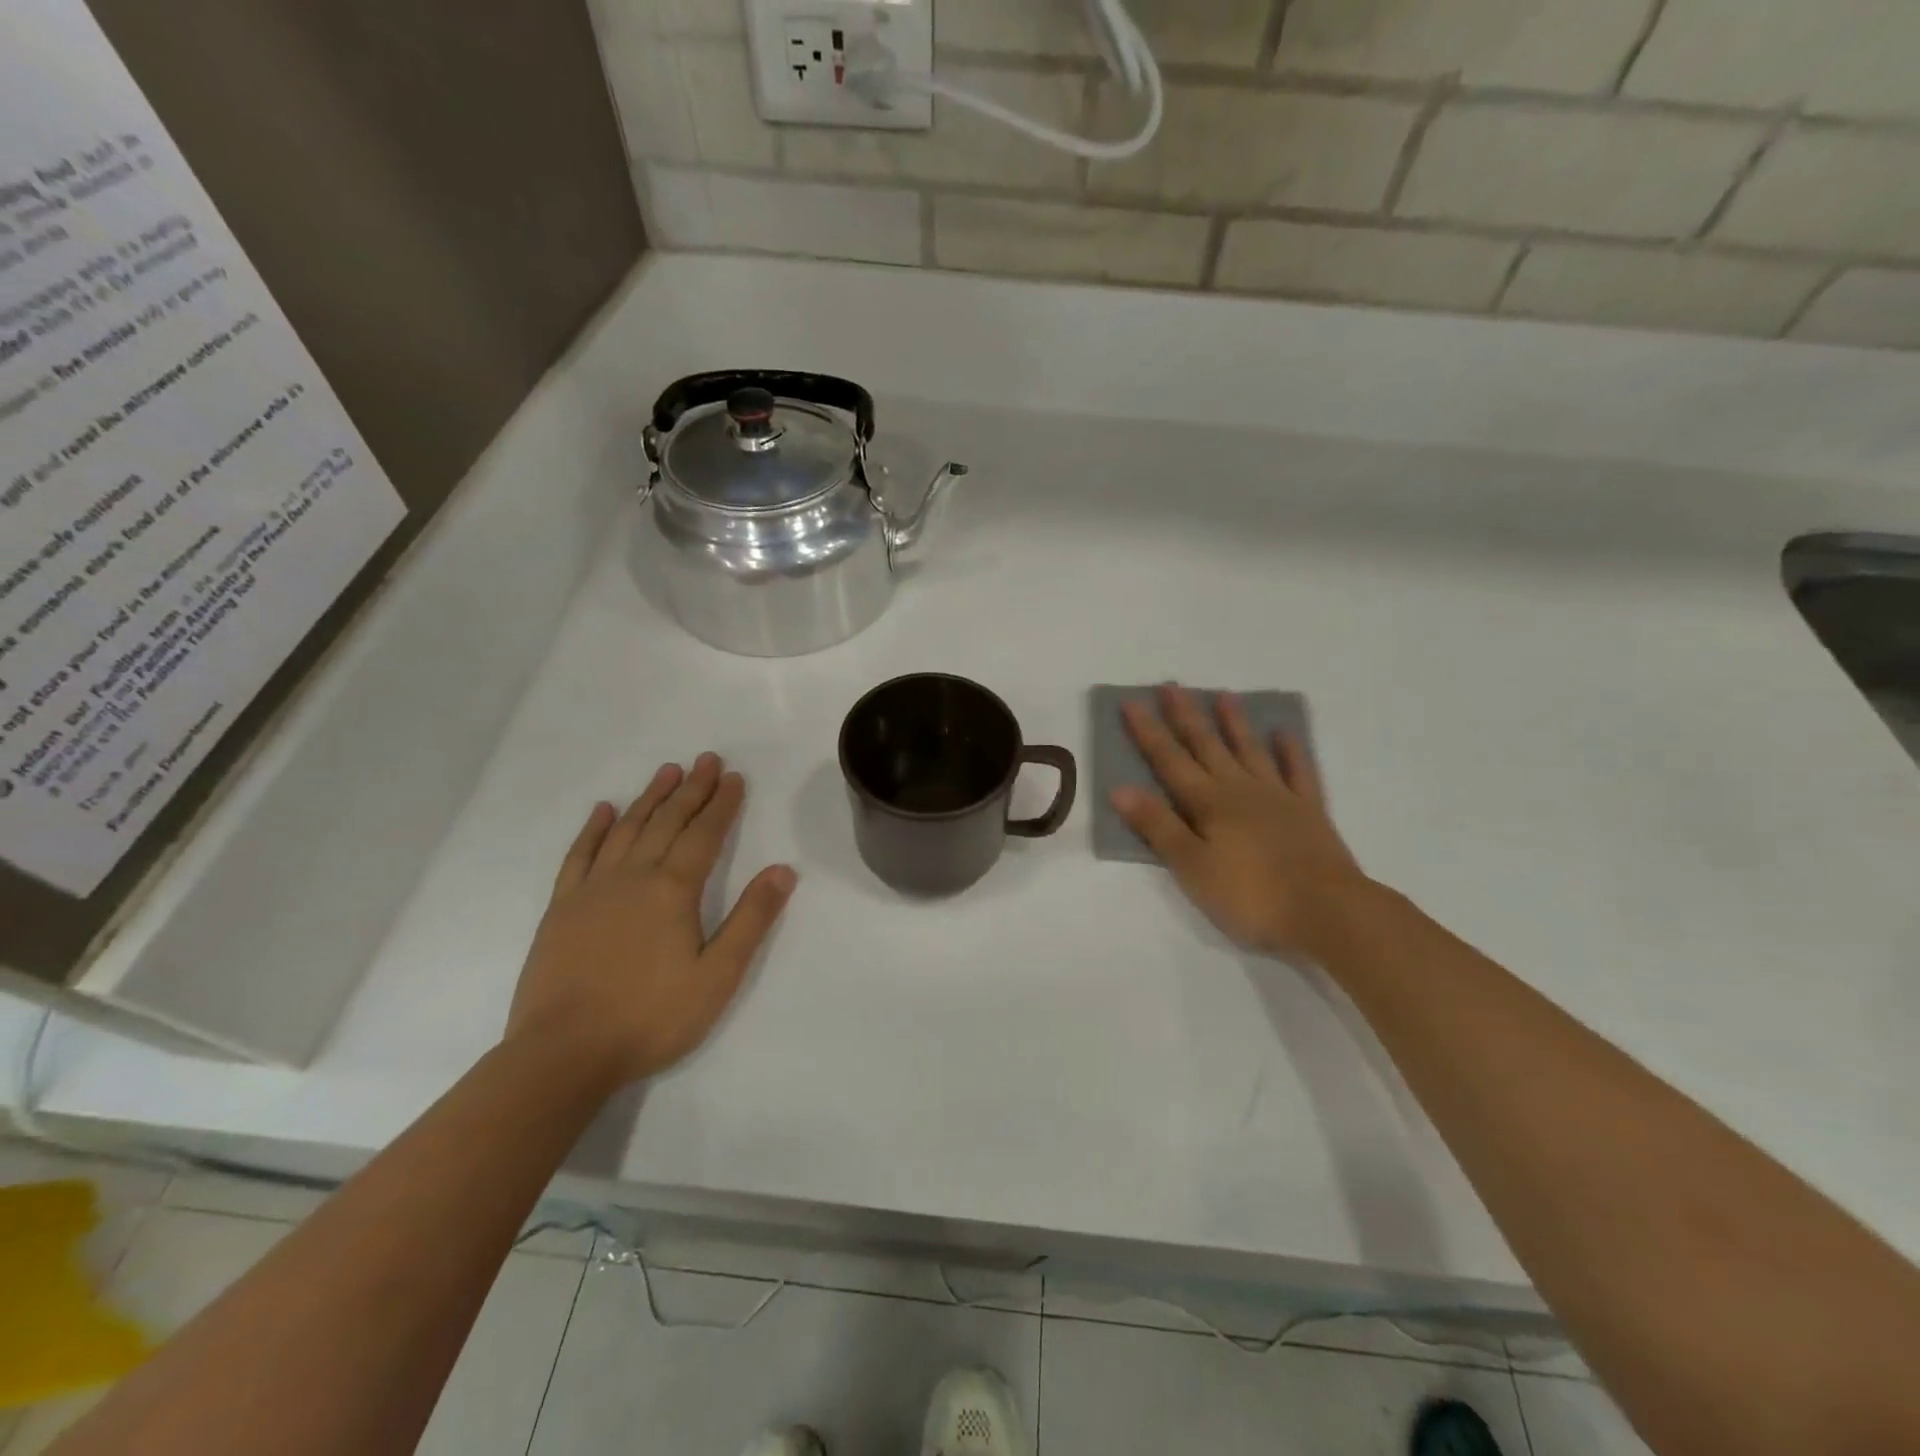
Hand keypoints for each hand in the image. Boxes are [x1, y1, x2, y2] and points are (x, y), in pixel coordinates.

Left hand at [507, 753, 796, 1085]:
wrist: (564, 1053)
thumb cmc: (651, 1017)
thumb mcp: (718, 976)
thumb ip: (751, 919)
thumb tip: (782, 870)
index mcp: (673, 890)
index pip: (704, 834)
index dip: (722, 804)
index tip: (734, 777)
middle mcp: (633, 877)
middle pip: (667, 822)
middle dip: (691, 789)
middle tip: (707, 759)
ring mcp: (593, 890)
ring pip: (626, 829)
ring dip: (649, 798)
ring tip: (667, 772)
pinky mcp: (562, 908)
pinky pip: (580, 855)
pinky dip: (594, 829)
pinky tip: (604, 811)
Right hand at [1112, 686, 1370, 960]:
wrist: (1328, 912)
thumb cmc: (1251, 896)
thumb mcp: (1192, 867)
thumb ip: (1158, 826)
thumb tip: (1120, 788)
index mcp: (1208, 803)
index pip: (1169, 761)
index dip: (1148, 732)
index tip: (1131, 701)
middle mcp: (1240, 790)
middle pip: (1207, 746)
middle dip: (1186, 716)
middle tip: (1172, 685)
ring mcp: (1278, 797)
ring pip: (1250, 751)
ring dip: (1234, 724)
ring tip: (1224, 695)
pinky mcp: (1309, 812)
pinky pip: (1298, 771)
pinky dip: (1290, 750)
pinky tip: (1284, 733)